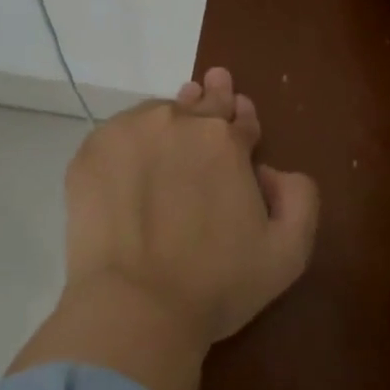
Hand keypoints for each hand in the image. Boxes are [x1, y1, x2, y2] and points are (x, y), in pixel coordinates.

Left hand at [9, 68, 318, 389]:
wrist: (135, 306)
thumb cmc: (217, 284)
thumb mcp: (289, 252)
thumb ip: (300, 197)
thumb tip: (270, 170)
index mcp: (226, 141)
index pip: (239, 117)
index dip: (242, 118)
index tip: (239, 112)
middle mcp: (177, 123)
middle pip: (200, 102)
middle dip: (211, 97)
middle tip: (211, 84)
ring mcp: (128, 133)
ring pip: (156, 114)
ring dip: (169, 119)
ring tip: (170, 128)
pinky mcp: (90, 153)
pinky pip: (118, 134)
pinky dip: (130, 141)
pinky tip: (131, 160)